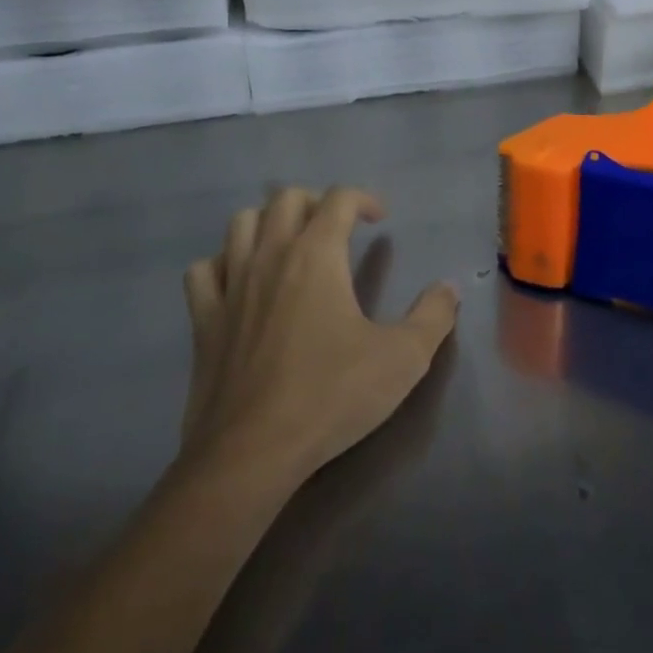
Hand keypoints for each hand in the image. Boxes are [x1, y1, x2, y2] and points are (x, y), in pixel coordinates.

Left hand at [179, 186, 459, 487]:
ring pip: (241, 224)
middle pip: (286, 199)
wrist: (251, 453)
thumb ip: (432, 317)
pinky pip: (204, 271)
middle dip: (316, 202)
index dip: (363, 198)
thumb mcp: (402, 360)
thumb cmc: (330, 397)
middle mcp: (270, 255)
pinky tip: (239, 282)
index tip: (380, 218)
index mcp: (316, 255)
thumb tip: (448, 288)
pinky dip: (222, 264)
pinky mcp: (204, 318)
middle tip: (337, 227)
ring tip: (289, 244)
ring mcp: (231, 285)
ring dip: (267, 222)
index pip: (338, 199)